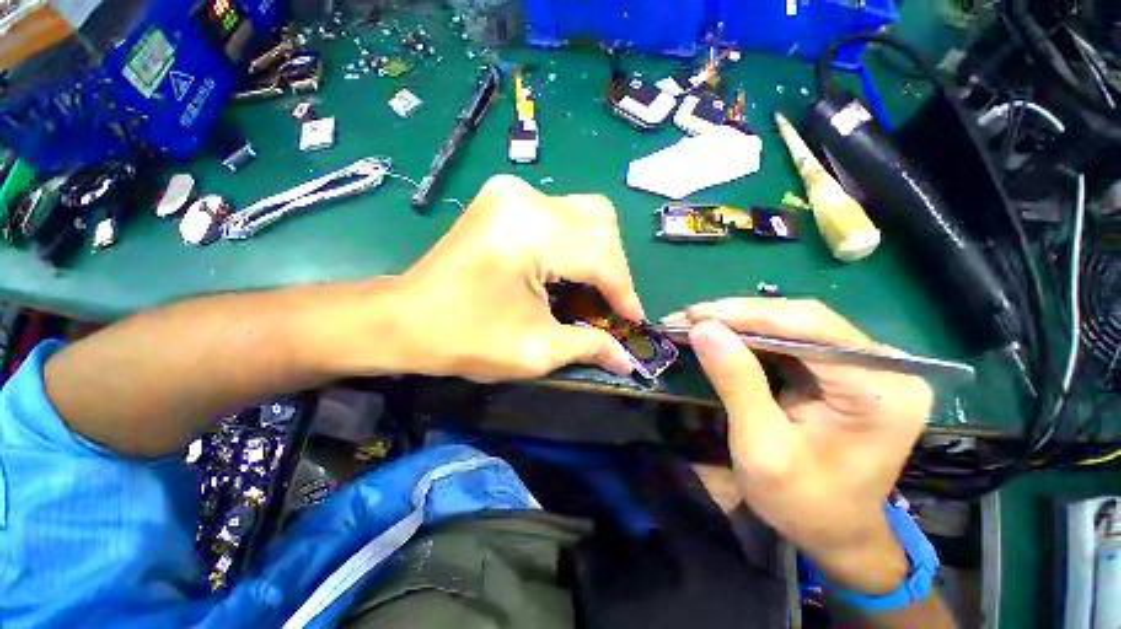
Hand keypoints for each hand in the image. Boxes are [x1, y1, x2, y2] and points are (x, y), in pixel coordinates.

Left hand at [391, 174, 642, 381]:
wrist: (403, 319)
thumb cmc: (465, 339)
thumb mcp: (536, 350)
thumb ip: (588, 346)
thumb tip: (627, 359)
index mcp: (533, 233)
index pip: (602, 259)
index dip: (624, 293)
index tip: (635, 320)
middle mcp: (527, 199)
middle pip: (602, 226)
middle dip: (615, 270)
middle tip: (612, 305)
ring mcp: (512, 192)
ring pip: (586, 213)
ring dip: (600, 252)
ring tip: (594, 289)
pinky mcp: (504, 197)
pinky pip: (560, 212)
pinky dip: (576, 240)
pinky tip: (569, 268)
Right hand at [669, 299, 932, 594]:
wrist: (835, 532)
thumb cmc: (803, 502)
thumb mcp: (762, 448)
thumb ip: (736, 383)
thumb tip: (702, 329)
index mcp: (881, 390)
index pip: (810, 328)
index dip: (746, 315)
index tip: (694, 315)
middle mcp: (884, 366)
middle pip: (804, 319)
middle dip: (738, 315)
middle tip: (687, 317)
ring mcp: (867, 364)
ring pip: (795, 323)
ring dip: (740, 321)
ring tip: (696, 322)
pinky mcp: (844, 369)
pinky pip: (792, 339)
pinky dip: (750, 335)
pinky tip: (721, 334)